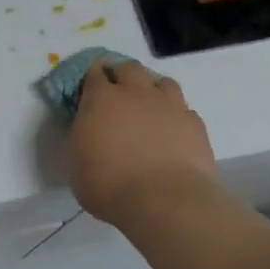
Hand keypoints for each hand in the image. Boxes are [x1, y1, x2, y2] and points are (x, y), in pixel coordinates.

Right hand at [66, 60, 220, 227]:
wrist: (164, 201)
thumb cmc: (108, 184)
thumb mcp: (75, 161)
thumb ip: (80, 136)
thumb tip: (87, 128)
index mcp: (101, 98)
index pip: (93, 73)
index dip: (90, 78)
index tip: (87, 91)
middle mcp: (136, 92)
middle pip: (129, 68)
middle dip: (121, 75)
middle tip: (116, 95)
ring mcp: (169, 105)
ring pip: (162, 82)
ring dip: (152, 90)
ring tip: (148, 109)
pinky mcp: (194, 123)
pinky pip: (183, 109)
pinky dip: (175, 116)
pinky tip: (171, 132)